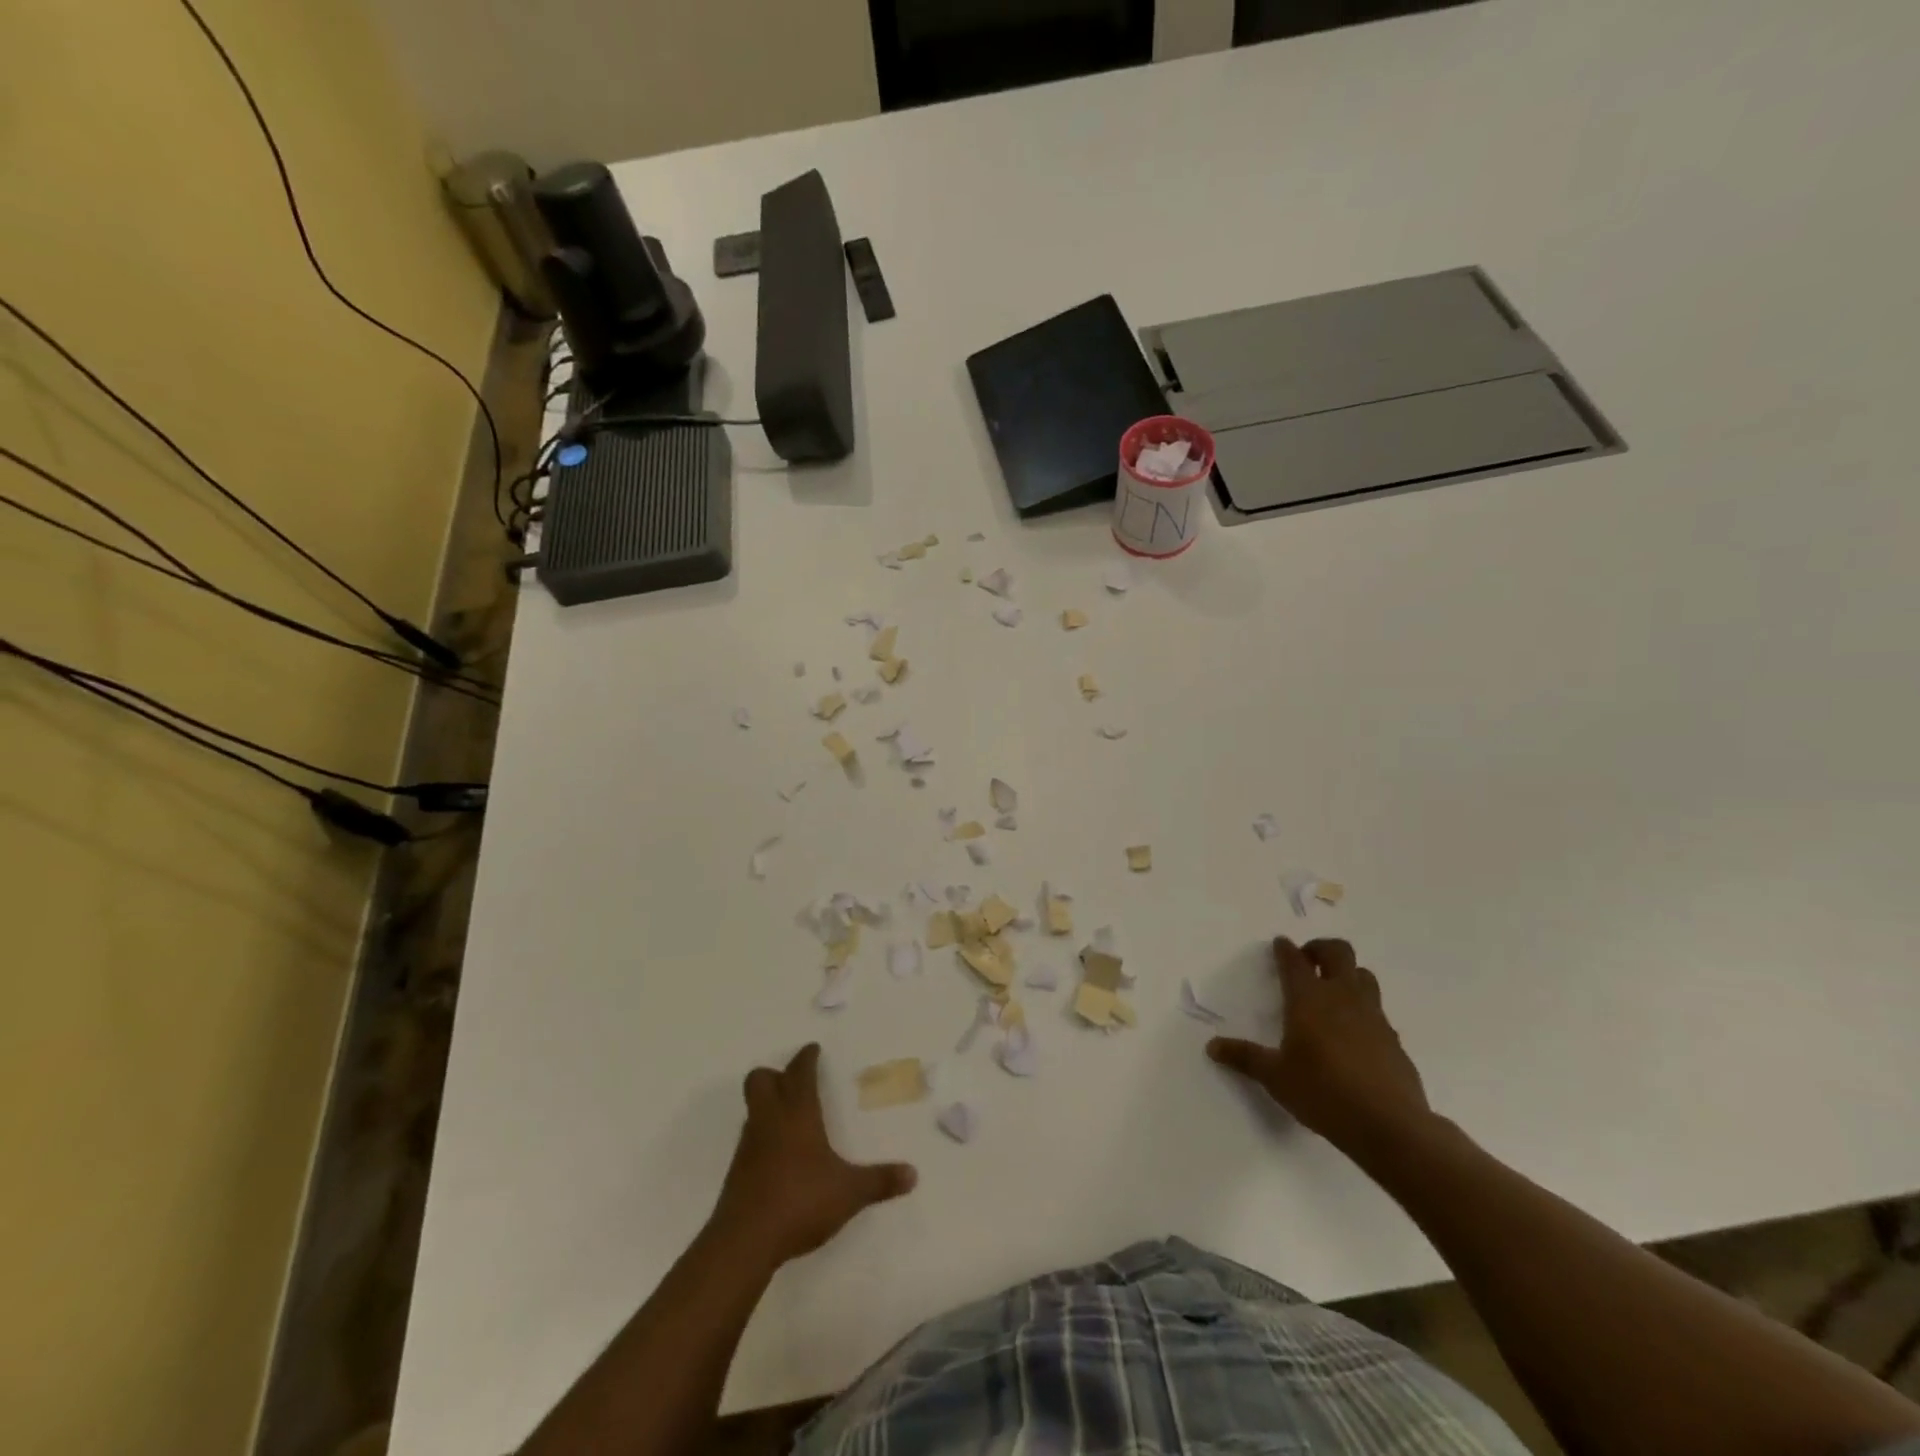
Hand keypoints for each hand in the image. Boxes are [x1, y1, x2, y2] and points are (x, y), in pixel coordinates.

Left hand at [710, 1043, 916, 1266]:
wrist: (744, 1243)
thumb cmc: (800, 1202)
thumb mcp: (849, 1193)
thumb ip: (880, 1181)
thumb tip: (913, 1174)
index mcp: (797, 1114)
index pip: (799, 1072)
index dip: (806, 1058)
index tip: (813, 1049)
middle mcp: (769, 1121)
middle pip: (760, 1079)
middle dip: (775, 1074)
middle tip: (794, 1080)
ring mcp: (748, 1146)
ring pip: (753, 1109)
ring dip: (768, 1105)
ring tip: (791, 1118)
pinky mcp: (737, 1173)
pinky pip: (750, 1139)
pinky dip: (763, 1137)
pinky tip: (780, 1157)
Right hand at [1207, 937, 1431, 1156]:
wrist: (1389, 1125)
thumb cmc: (1322, 1092)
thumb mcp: (1274, 1077)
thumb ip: (1244, 1057)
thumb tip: (1212, 1047)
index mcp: (1309, 999)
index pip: (1294, 961)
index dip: (1285, 949)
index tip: (1280, 943)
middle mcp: (1342, 997)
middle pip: (1338, 952)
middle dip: (1321, 949)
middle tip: (1307, 961)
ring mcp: (1373, 1016)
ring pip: (1364, 976)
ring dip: (1347, 974)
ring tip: (1332, 992)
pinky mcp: (1394, 1039)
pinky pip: (1377, 1010)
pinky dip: (1363, 1009)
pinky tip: (1354, 1034)